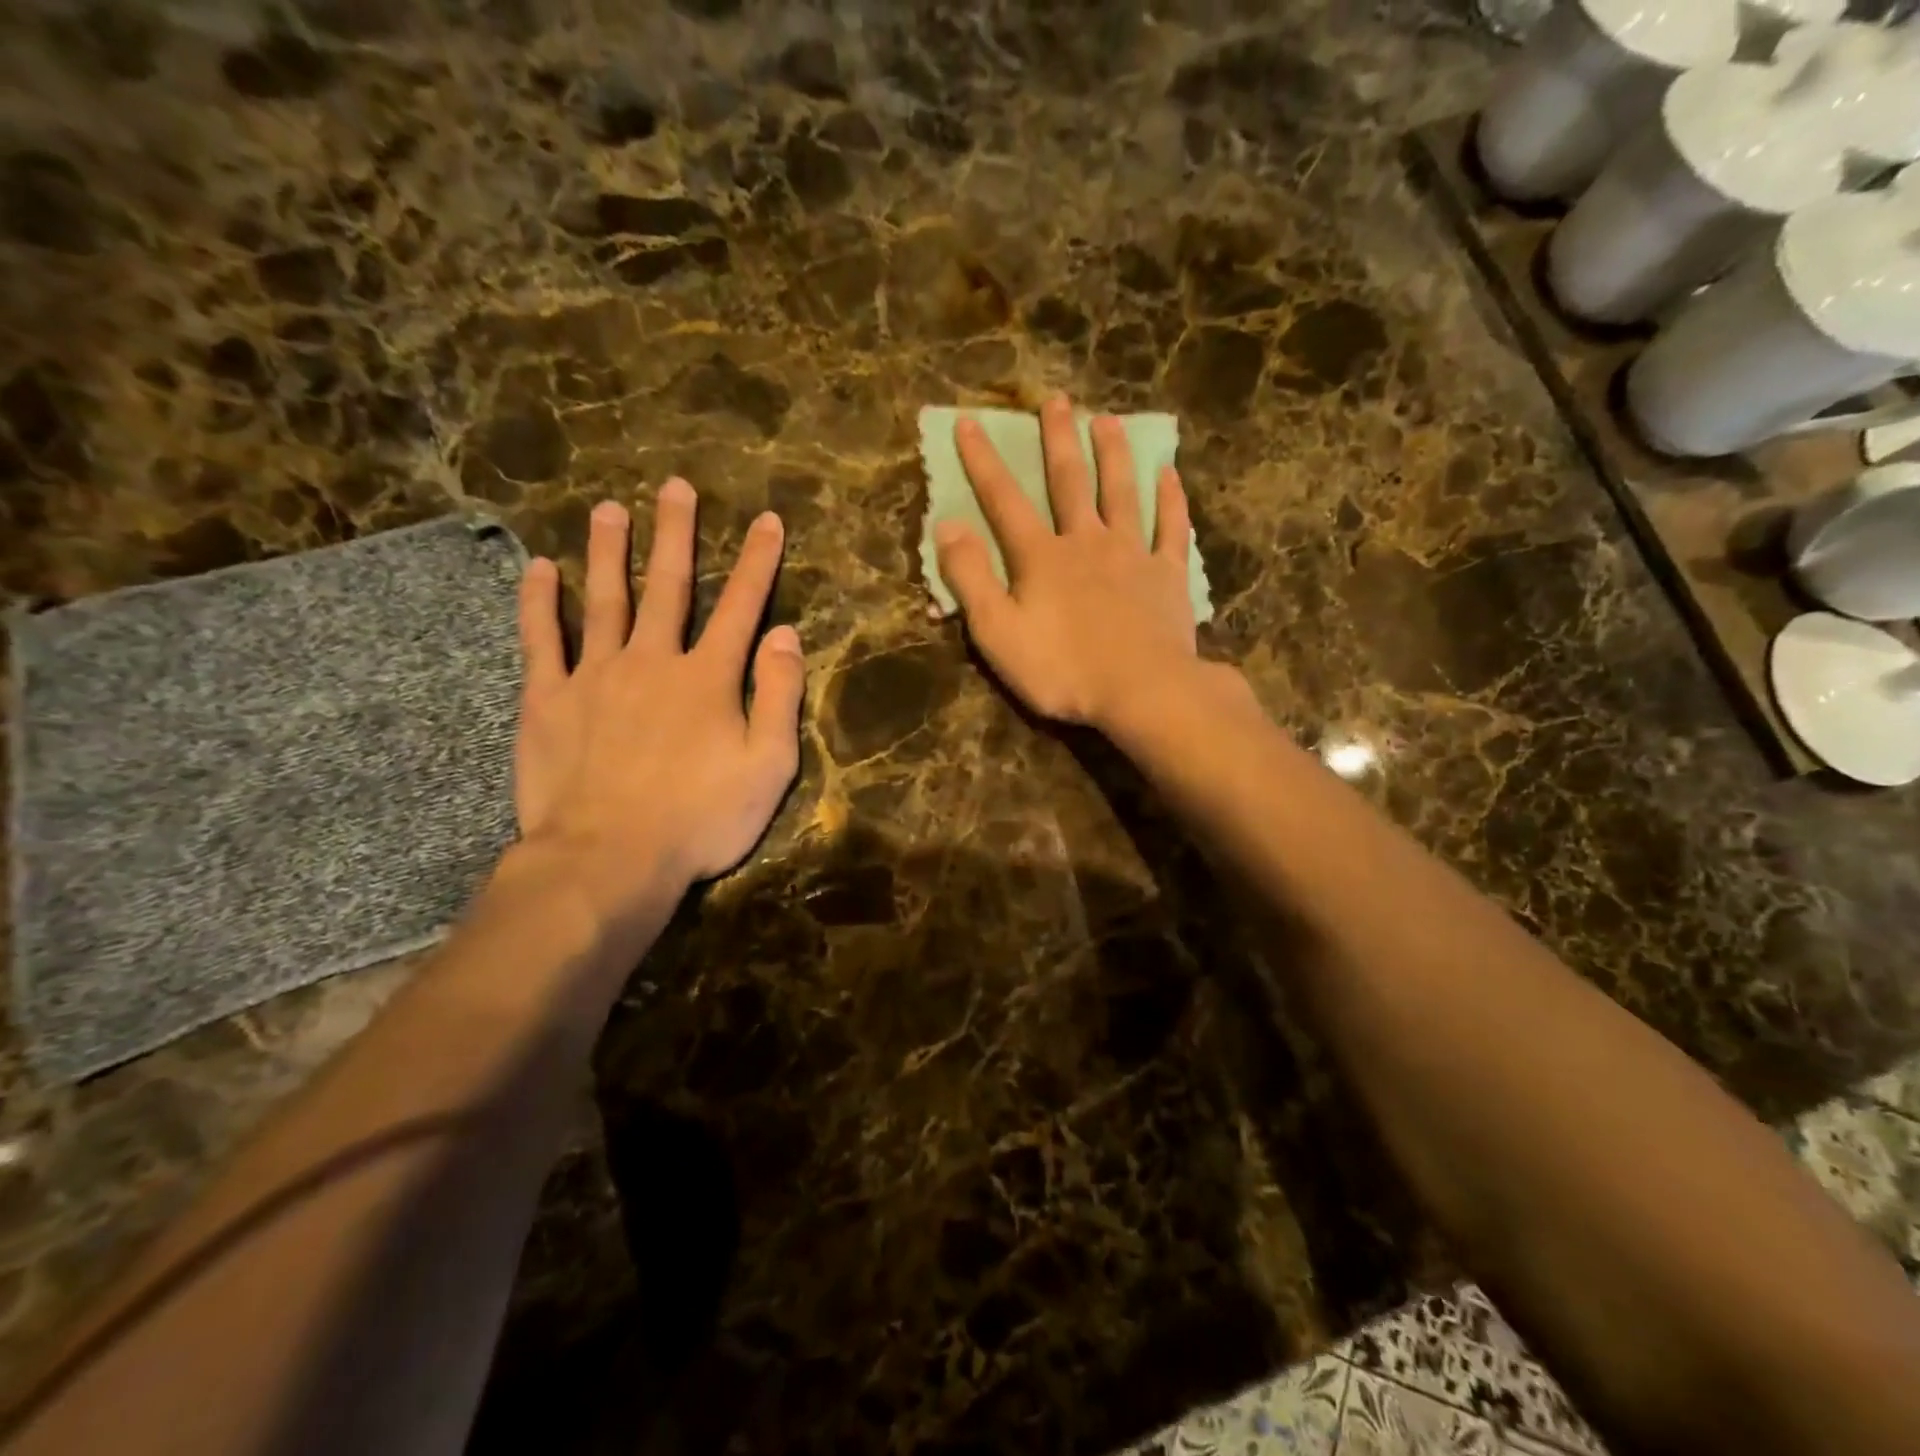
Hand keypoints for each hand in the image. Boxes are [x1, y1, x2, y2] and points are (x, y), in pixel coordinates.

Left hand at [514, 483, 802, 914]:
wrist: (608, 859)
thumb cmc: (700, 819)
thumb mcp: (768, 766)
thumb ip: (780, 696)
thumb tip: (787, 634)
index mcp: (709, 678)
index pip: (740, 606)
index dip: (756, 561)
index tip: (766, 520)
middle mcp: (653, 660)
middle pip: (668, 586)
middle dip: (676, 534)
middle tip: (674, 486)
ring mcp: (595, 676)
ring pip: (604, 599)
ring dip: (610, 551)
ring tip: (610, 508)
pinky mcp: (548, 700)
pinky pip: (542, 640)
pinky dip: (540, 603)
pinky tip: (541, 569)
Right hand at [935, 394, 1201, 732]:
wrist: (1142, 690)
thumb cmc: (1062, 668)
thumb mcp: (997, 632)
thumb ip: (970, 578)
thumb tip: (947, 525)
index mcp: (1041, 557)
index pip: (1004, 500)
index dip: (983, 461)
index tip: (970, 422)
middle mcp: (1087, 542)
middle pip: (1070, 481)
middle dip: (1058, 440)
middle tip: (1056, 400)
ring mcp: (1132, 555)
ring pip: (1122, 493)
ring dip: (1113, 455)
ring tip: (1107, 421)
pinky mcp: (1168, 576)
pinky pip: (1171, 528)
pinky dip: (1171, 500)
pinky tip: (1169, 475)